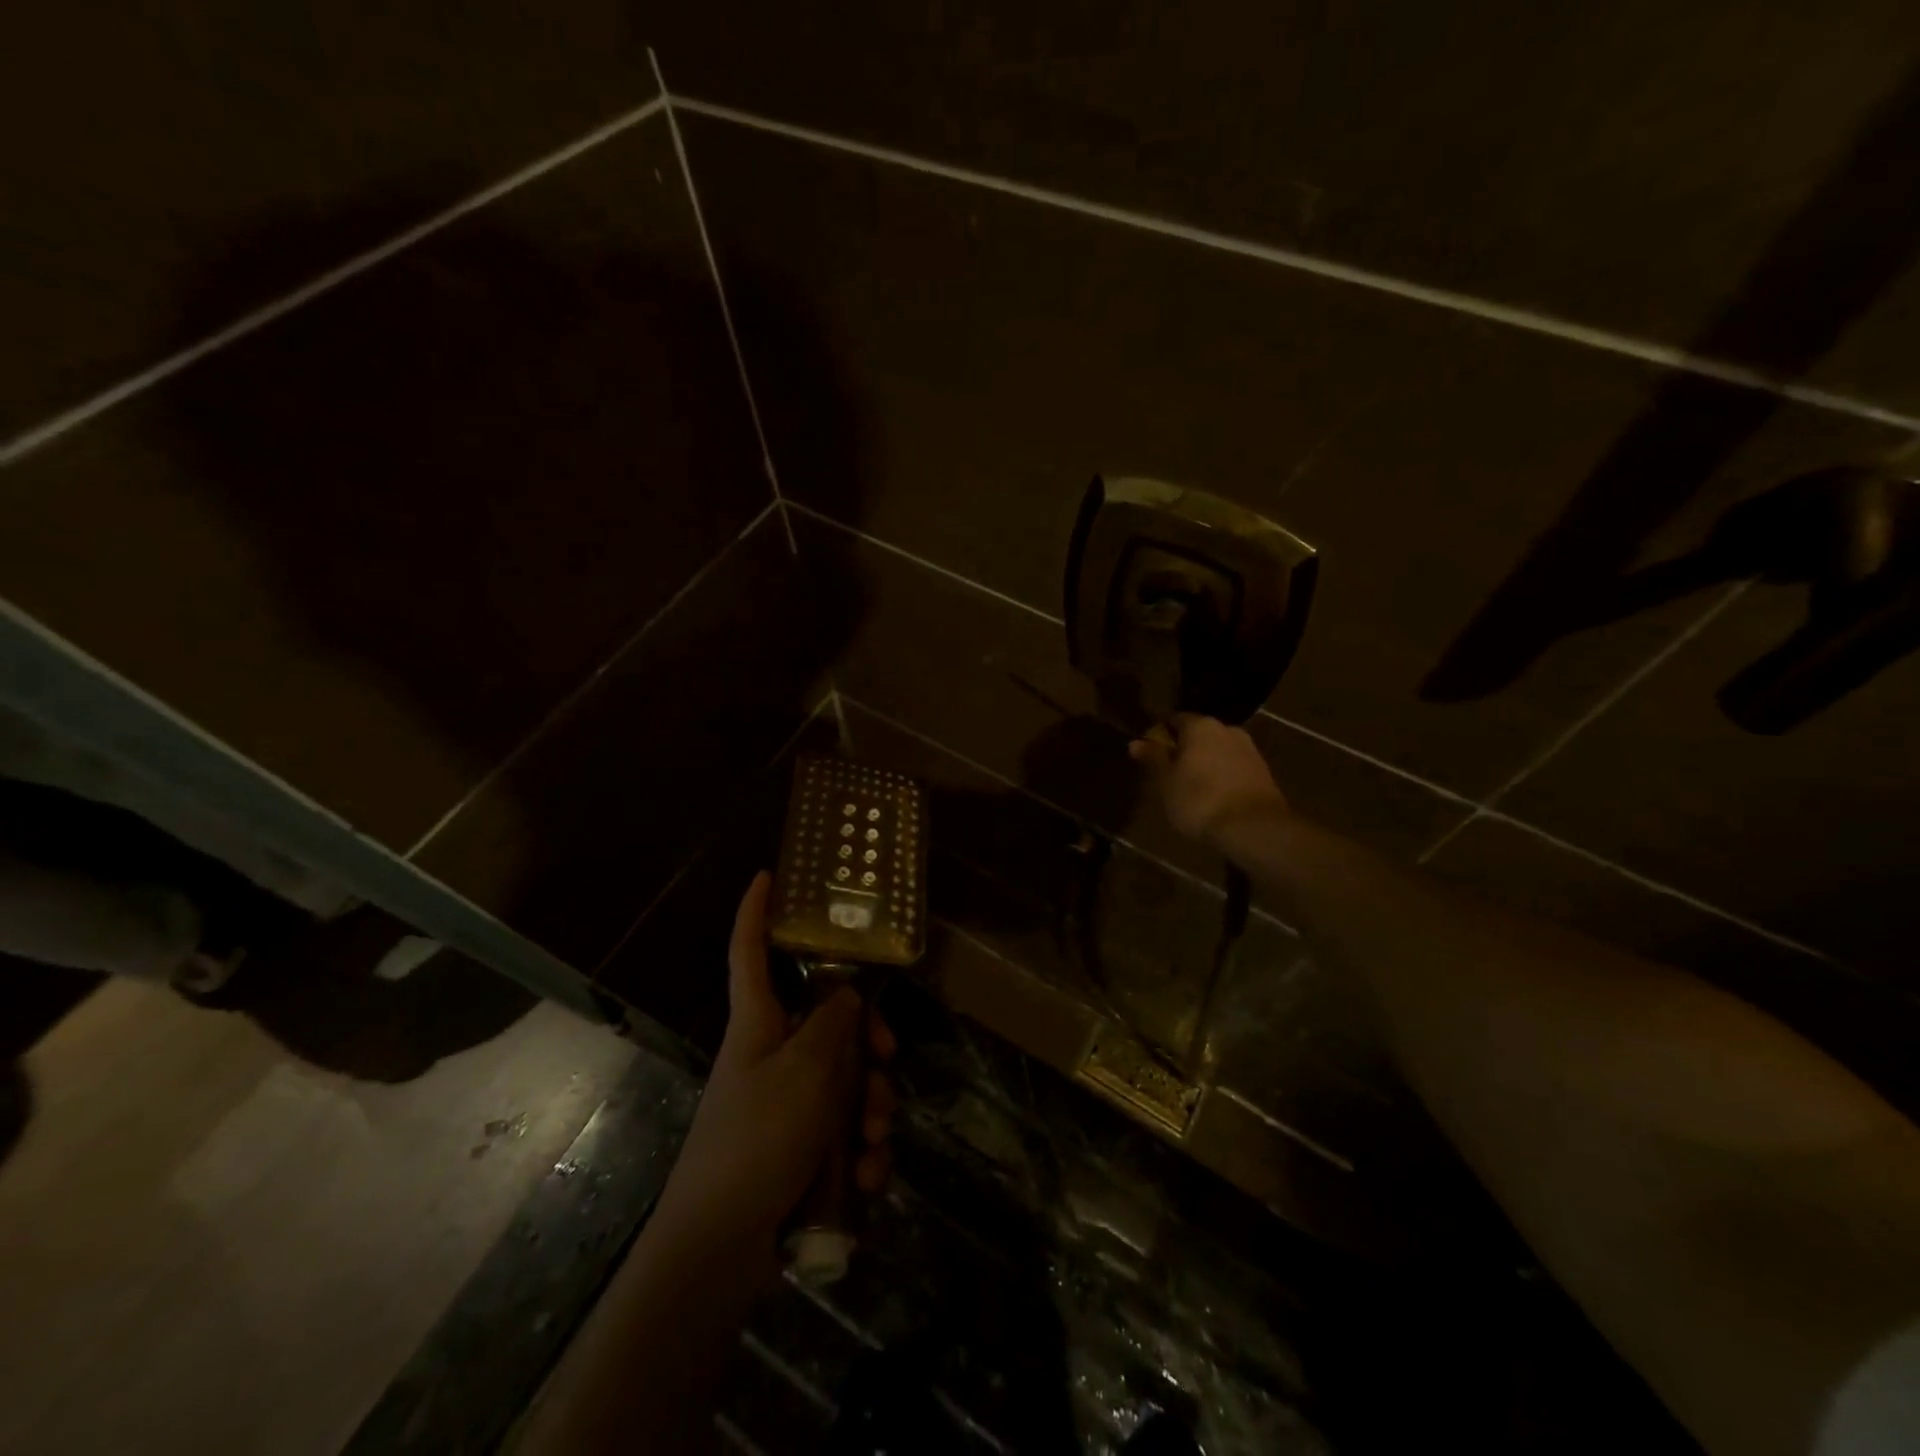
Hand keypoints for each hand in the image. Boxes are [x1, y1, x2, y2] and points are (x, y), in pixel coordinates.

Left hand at [654, 873, 896, 1249]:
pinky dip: (860, 1152)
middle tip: (886, 1061)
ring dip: (871, 1108)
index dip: (756, 911)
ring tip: (871, 1143)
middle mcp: (773, 1054)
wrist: (718, 1253)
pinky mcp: (800, 1148)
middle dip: (867, 1041)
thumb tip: (847, 993)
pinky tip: (864, 1179)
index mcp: (758, 1023)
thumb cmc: (754, 1143)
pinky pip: (843, 1131)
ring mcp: (787, 1103)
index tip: (767, 875)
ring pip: (846, 1079)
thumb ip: (832, 1025)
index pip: (750, 951)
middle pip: (829, 1019)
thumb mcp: (803, 1073)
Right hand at [1129, 714, 1288, 843]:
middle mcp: (1227, 729)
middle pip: (1199, 735)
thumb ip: (1153, 758)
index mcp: (1200, 726)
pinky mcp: (1263, 772)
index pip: (1174, 720)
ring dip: (1205, 763)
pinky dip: (1222, 776)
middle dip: (1184, 749)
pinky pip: (1233, 767)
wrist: (1253, 827)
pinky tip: (1214, 796)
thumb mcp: (1166, 781)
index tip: (1150, 754)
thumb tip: (1136, 742)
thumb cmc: (1199, 799)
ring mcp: (1249, 750)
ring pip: (1218, 751)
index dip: (1160, 735)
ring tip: (1191, 788)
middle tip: (1169, 772)